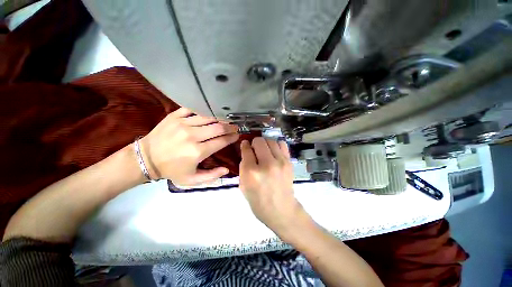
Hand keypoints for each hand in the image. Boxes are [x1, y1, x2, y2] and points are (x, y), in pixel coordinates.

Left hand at [140, 108, 238, 185]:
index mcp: (197, 152)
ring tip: (225, 120)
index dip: (232, 137)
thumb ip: (211, 176)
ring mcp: (182, 124)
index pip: (221, 141)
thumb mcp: (192, 180)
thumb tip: (227, 169)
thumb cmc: (171, 170)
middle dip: (230, 127)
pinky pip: (193, 110)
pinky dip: (203, 111)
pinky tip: (208, 115)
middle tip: (235, 127)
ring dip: (219, 119)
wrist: (146, 159)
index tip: (237, 135)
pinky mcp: (174, 116)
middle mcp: (192, 136)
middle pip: (218, 127)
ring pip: (208, 117)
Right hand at [239, 137, 307, 240]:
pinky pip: (282, 144)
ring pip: (270, 140)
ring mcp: (280, 162)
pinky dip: (276, 145)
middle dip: (254, 143)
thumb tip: (246, 152)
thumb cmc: (259, 202)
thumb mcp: (243, 186)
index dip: (244, 145)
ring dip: (265, 143)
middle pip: (259, 141)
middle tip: (254, 149)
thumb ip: (243, 167)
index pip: (246, 149)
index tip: (245, 145)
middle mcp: (266, 164)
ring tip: (264, 150)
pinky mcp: (289, 162)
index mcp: (251, 172)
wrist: (281, 210)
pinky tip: (274, 152)